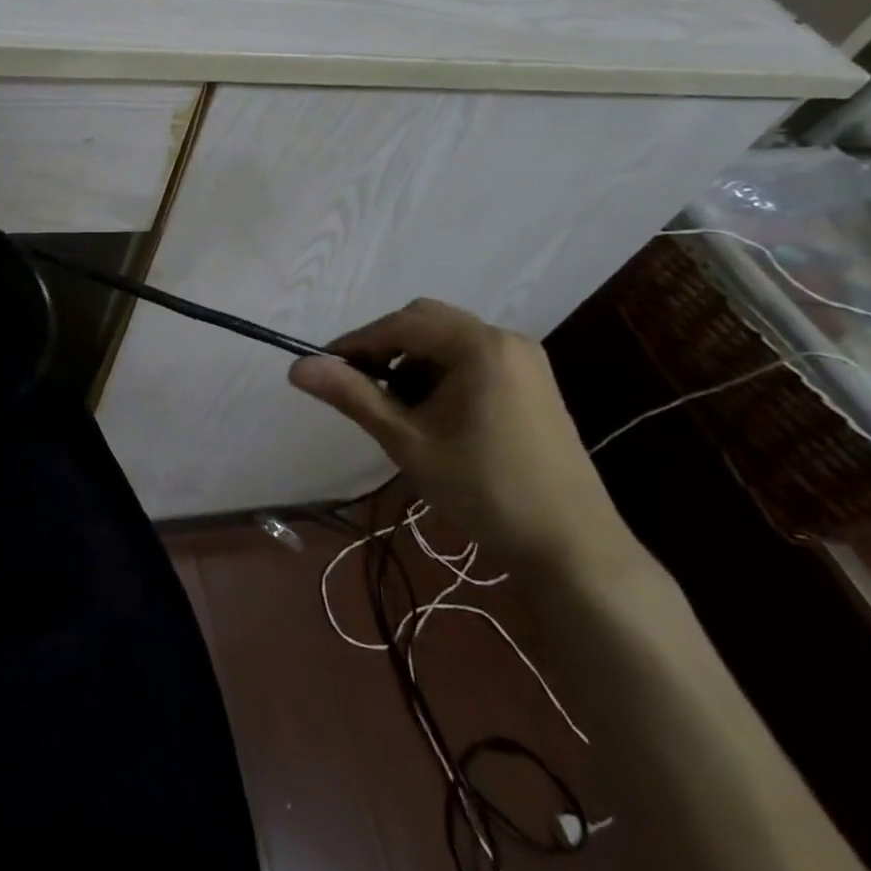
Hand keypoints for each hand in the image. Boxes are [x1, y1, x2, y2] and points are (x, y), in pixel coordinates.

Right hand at [289, 298, 638, 577]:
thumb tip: (297, 366)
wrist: (573, 547)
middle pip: (425, 322)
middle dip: (385, 349)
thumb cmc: (484, 489)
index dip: (356, 343)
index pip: (400, 324)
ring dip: (412, 362)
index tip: (324, 369)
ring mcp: (524, 360)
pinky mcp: (533, 382)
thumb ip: (352, 396)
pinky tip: (432, 413)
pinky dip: (441, 373)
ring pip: (447, 340)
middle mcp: (504, 338)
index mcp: (478, 345)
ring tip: (395, 408)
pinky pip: (471, 358)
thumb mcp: (408, 441)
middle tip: (360, 387)